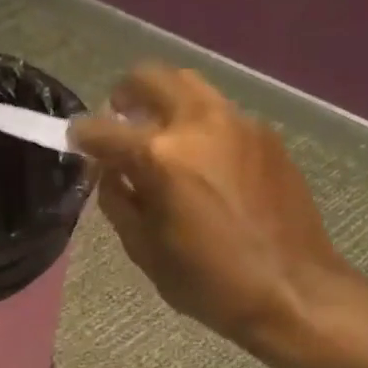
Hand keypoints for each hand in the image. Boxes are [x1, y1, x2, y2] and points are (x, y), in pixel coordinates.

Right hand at [70, 64, 349, 354]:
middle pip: (151, 78)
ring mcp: (238, 123)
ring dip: (164, 100)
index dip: (82, 135)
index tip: (75, 141)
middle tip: (117, 121)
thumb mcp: (146, 251)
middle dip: (125, 95)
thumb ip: (118, 203)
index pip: (104, 130)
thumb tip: (108, 173)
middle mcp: (198, 124)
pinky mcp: (266, 135)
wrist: (292, 289)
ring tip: (156, 133)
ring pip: (190, 86)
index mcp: (160, 157)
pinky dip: (197, 123)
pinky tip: (200, 160)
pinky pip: (220, 113)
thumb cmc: (209, 282)